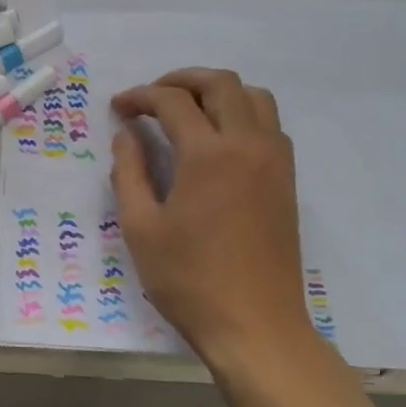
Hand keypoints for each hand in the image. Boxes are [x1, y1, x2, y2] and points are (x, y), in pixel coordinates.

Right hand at [111, 69, 309, 371]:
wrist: (255, 326)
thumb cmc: (189, 280)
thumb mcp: (141, 228)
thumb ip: (129, 172)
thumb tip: (127, 136)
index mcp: (208, 154)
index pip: (172, 101)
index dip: (140, 97)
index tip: (119, 108)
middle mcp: (248, 145)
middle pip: (221, 84)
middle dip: (181, 80)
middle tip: (151, 97)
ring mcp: (274, 161)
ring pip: (254, 97)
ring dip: (218, 92)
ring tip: (187, 111)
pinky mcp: (287, 180)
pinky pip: (269, 125)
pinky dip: (242, 114)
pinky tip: (218, 141)